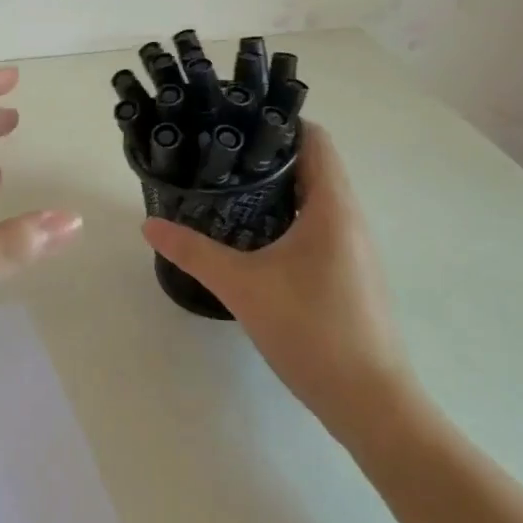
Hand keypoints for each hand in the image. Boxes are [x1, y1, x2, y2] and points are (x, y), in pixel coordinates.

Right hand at [142, 123, 409, 425]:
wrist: (372, 404)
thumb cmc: (312, 330)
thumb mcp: (242, 286)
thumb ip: (193, 252)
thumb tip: (149, 224)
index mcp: (333, 206)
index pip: (314, 138)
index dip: (278, 121)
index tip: (235, 118)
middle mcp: (350, 218)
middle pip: (313, 164)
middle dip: (268, 153)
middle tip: (219, 152)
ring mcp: (354, 248)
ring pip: (316, 197)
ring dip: (278, 187)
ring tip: (228, 187)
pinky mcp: (350, 273)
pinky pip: (320, 225)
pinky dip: (289, 216)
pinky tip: (254, 235)